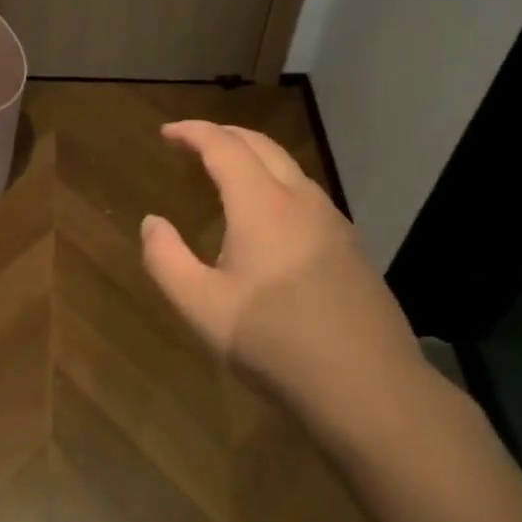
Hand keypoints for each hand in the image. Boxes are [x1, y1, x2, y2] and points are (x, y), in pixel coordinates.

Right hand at [139, 120, 432, 448]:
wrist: (369, 388)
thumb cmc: (274, 342)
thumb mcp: (200, 306)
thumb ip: (165, 258)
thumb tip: (152, 222)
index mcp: (261, 205)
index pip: (223, 146)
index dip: (192, 132)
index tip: (166, 133)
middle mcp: (300, 200)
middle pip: (260, 145)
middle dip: (223, 135)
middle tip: (191, 142)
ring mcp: (333, 222)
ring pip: (289, 168)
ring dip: (252, 157)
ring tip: (225, 173)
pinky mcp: (351, 248)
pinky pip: (306, 195)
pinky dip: (275, 183)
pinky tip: (268, 218)